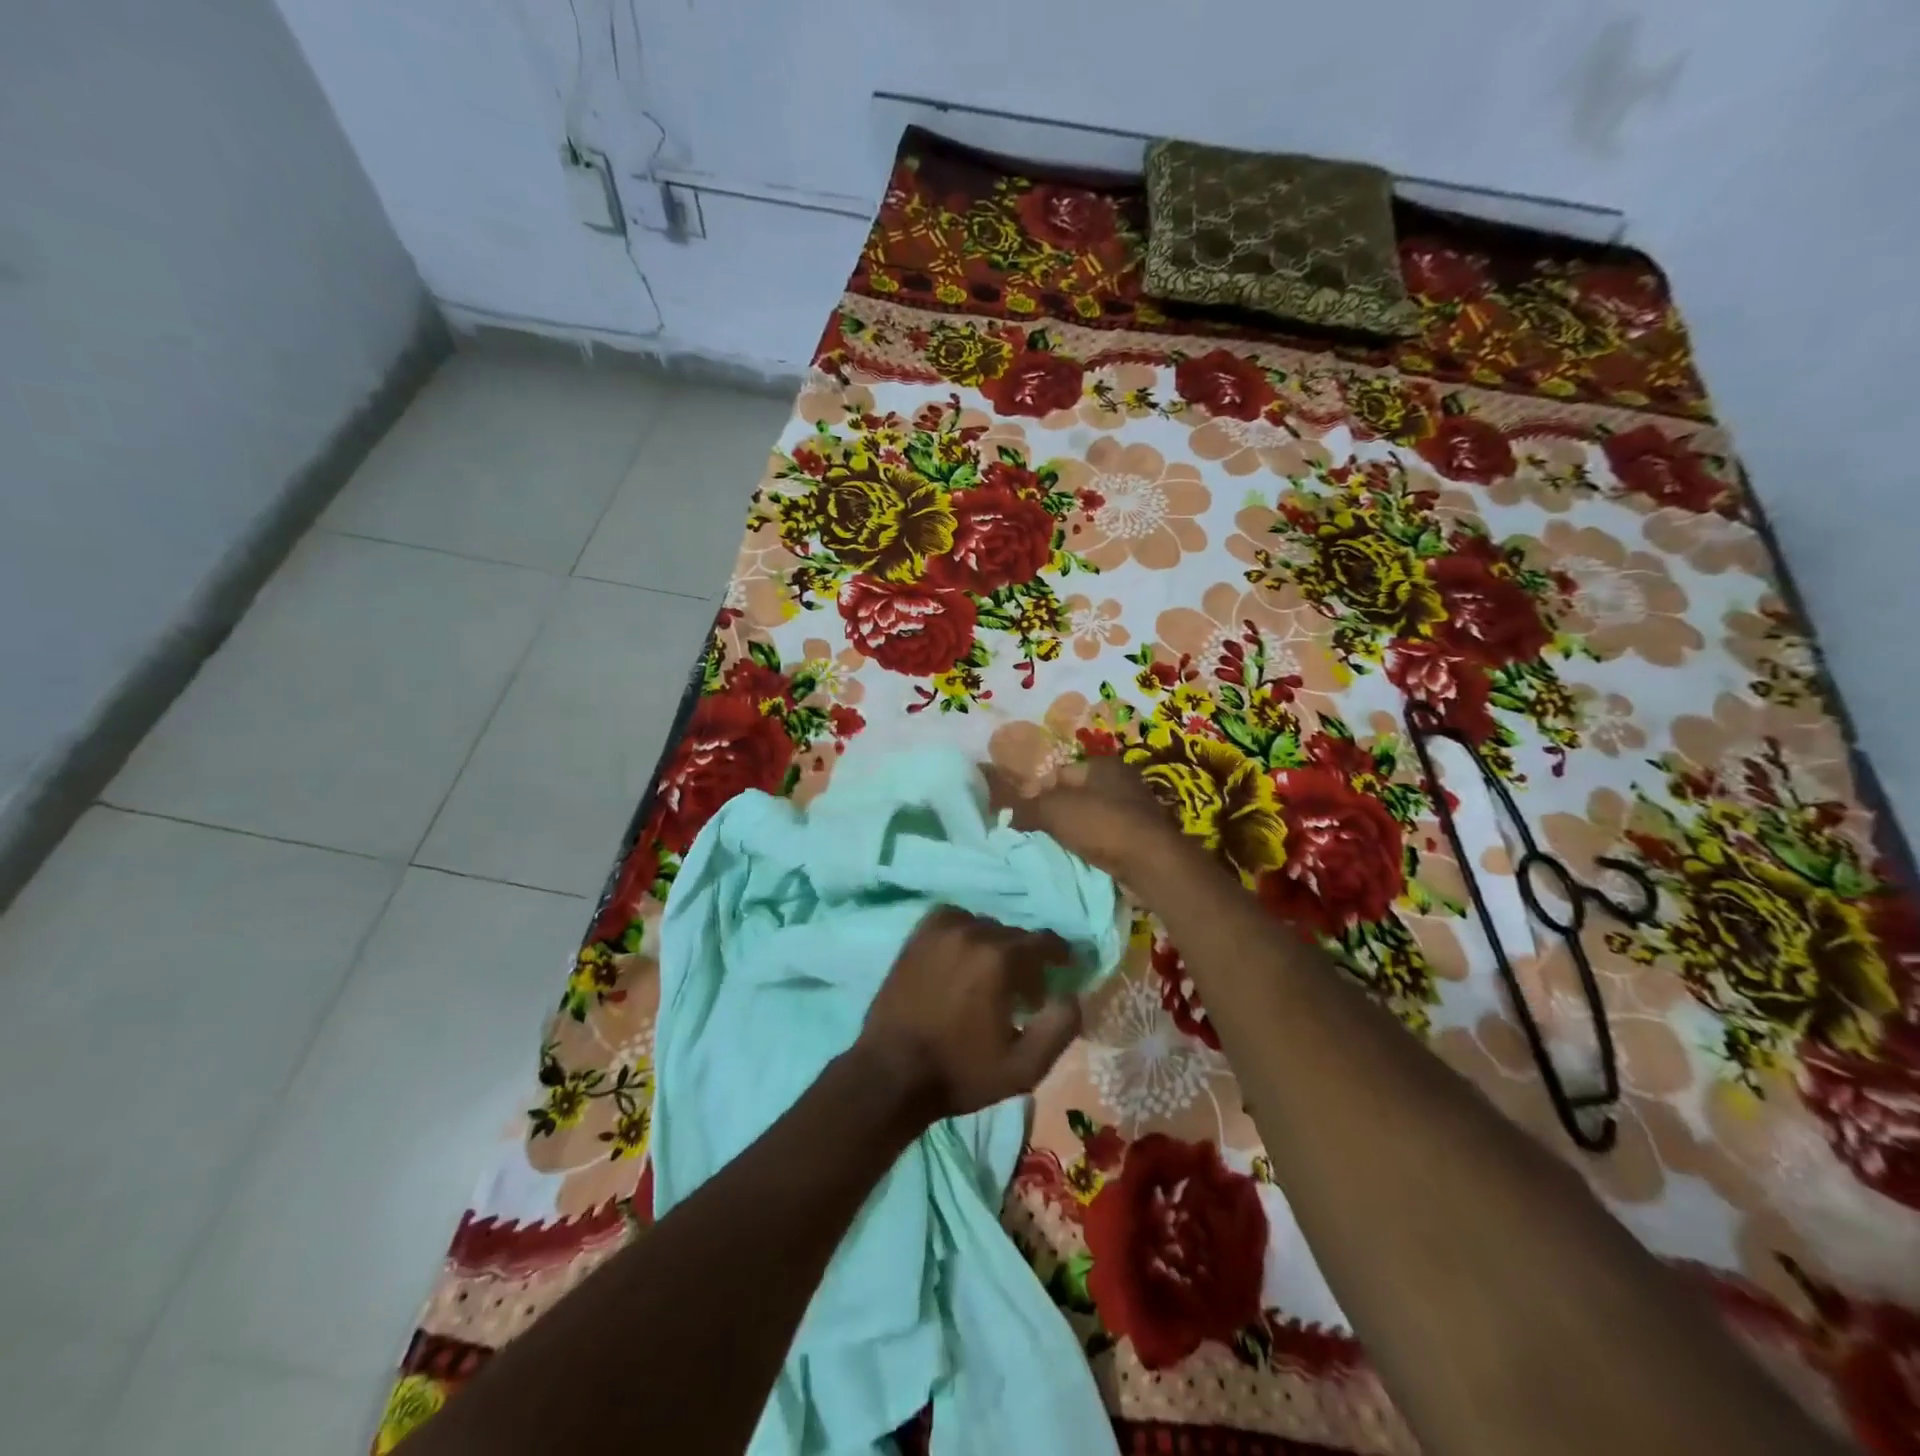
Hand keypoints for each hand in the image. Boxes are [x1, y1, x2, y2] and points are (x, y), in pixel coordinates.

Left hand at [856, 907, 1083, 1124]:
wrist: (892, 1073)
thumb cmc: (961, 1072)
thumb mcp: (1024, 1067)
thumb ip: (1059, 1028)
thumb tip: (1074, 996)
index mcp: (1000, 959)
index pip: (1044, 941)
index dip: (1059, 954)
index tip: (1064, 969)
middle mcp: (972, 933)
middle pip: (1014, 935)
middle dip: (1026, 960)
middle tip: (1025, 994)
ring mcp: (940, 931)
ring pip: (984, 926)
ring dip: (995, 946)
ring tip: (990, 977)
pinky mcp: (917, 937)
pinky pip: (953, 920)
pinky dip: (965, 932)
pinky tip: (962, 957)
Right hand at [983, 756, 1185, 884]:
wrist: (1151, 864)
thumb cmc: (1101, 825)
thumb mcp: (1054, 810)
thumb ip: (1027, 807)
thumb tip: (1007, 811)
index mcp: (1102, 764)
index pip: (1058, 772)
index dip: (1036, 792)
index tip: (1021, 815)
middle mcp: (1122, 780)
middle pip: (1075, 795)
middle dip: (1054, 812)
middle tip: (1034, 832)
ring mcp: (1135, 809)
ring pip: (1091, 817)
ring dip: (1073, 831)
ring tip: (1054, 848)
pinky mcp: (1142, 837)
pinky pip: (1106, 837)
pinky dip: (1092, 845)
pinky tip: (1080, 858)